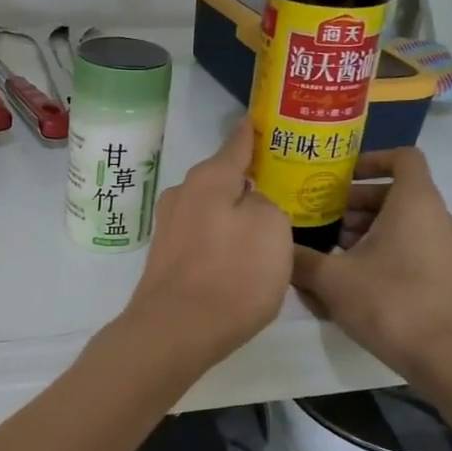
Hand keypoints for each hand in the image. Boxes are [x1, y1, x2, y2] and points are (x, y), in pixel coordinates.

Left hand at [124, 119, 292, 366]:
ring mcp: (170, 225)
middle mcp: (183, 193)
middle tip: (284, 183)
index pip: (238, 142)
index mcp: (209, 178)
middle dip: (250, 178)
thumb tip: (250, 204)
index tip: (268, 120)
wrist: (176, 331)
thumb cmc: (232, 275)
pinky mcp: (167, 256)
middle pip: (224, 177)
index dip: (256, 132)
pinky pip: (204, 233)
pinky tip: (240, 253)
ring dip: (236, 211)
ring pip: (213, 207)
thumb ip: (267, 204)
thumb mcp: (273, 228)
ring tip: (268, 221)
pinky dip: (223, 236)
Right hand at [290, 147, 451, 378]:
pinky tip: (350, 279)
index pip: (402, 157)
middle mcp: (435, 217)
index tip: (339, 177)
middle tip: (320, 219)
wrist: (448, 357)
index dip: (370, 159)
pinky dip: (380, 251)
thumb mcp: (332, 279)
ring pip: (399, 223)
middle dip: (354, 203)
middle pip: (393, 193)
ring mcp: (443, 247)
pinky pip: (408, 247)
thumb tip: (276, 245)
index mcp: (415, 202)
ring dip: (364, 230)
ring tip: (329, 252)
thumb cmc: (391, 302)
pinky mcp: (443, 274)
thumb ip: (300, 258)